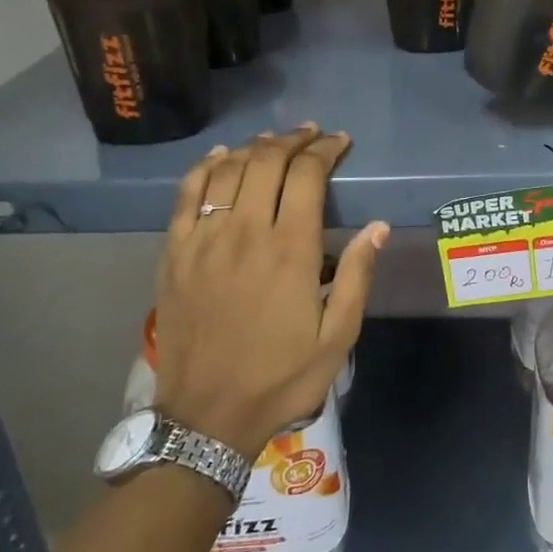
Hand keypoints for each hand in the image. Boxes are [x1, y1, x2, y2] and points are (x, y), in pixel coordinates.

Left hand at [152, 127, 387, 455]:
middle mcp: (244, 233)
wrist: (207, 416)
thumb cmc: (281, 377)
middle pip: (266, 162)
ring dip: (254, 147)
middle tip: (312, 135)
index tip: (340, 143)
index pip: (306, 176)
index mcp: (289, 250)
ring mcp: (203, 240)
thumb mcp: (338, 337)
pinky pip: (187, 195)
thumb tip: (377, 227)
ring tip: (273, 141)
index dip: (325, 151)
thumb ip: (357, 277)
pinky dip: (205, 167)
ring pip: (227, 170)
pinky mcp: (175, 253)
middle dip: (293, 140)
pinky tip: (220, 157)